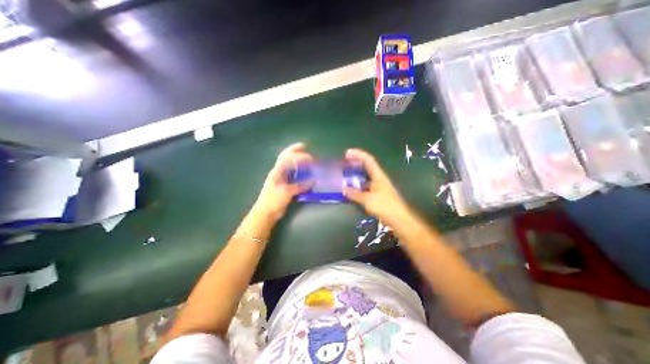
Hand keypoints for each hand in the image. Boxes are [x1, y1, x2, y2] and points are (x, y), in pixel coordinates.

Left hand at [253, 142, 313, 221]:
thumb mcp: (286, 193)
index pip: (288, 158)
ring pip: (289, 165)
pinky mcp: (284, 185)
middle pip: (286, 157)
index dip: (299, 156)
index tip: (311, 159)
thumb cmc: (273, 202)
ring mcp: (280, 178)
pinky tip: (304, 172)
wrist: (264, 214)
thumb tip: (313, 181)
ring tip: (306, 158)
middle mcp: (278, 172)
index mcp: (277, 172)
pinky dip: (298, 171)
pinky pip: (292, 174)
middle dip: (295, 150)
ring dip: (297, 160)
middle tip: (304, 146)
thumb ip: (299, 186)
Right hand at [345, 148, 409, 226]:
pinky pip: (365, 187)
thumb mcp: (368, 199)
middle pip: (367, 167)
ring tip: (345, 175)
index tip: (347, 153)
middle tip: (345, 163)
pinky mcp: (378, 195)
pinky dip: (358, 186)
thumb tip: (344, 189)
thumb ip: (355, 194)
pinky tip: (352, 190)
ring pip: (365, 177)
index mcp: (378, 176)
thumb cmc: (385, 206)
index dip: (358, 155)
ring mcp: (378, 187)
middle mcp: (379, 179)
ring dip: (356, 175)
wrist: (399, 219)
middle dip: (356, 163)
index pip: (368, 160)